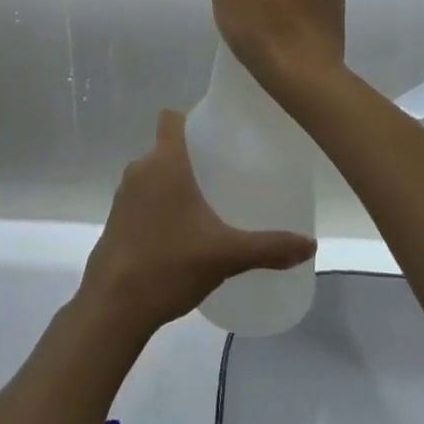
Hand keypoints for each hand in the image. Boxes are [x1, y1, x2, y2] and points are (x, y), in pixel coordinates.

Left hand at [78, 110, 316, 336]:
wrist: (113, 306)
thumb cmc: (169, 264)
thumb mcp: (226, 255)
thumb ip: (269, 247)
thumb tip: (311, 245)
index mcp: (164, 162)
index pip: (170, 118)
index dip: (190, 118)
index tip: (216, 133)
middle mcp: (140, 169)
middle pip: (165, 148)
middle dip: (192, 157)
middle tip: (224, 173)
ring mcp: (123, 196)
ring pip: (152, 175)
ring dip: (174, 183)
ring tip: (206, 203)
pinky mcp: (115, 221)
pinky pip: (142, 200)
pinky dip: (160, 206)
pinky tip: (182, 233)